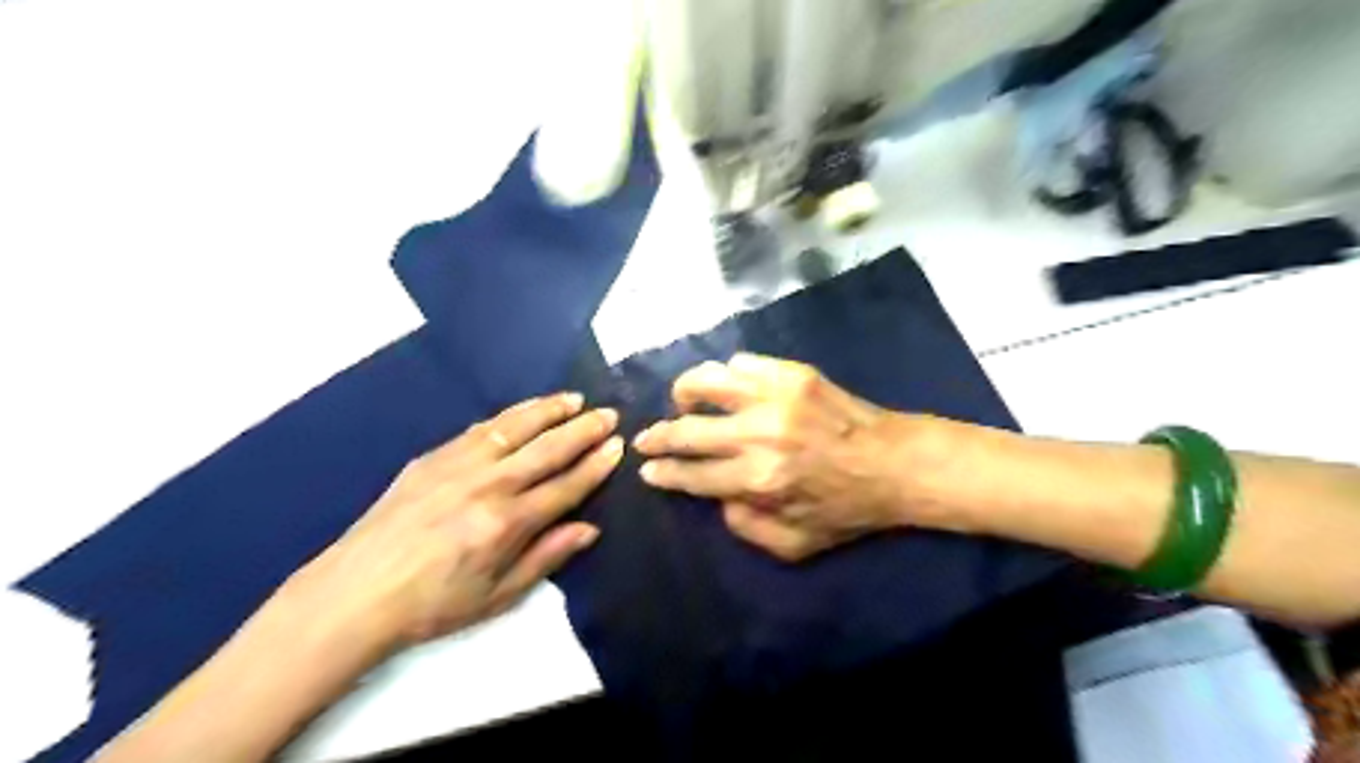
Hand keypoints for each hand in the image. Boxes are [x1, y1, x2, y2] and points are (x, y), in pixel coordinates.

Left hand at [296, 394, 622, 647]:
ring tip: (574, 398)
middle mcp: (489, 485)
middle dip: (583, 429)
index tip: (617, 446)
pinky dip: (511, 416)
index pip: (566, 485)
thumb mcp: (497, 596)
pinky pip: (481, 428)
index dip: (596, 465)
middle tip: (608, 413)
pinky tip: (526, 411)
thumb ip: (547, 558)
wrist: (354, 593)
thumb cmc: (432, 605)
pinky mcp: (433, 457)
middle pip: (548, 448)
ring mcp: (459, 465)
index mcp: (507, 523)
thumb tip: (589, 529)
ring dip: (549, 410)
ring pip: (515, 427)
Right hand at [636, 351, 910, 560]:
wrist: (895, 463)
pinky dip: (725, 375)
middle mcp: (760, 435)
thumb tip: (716, 498)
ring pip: (707, 381)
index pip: (694, 474)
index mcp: (760, 481)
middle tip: (647, 439)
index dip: (665, 473)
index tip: (648, 470)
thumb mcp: (796, 544)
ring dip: (684, 392)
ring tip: (681, 402)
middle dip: (658, 437)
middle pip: (688, 429)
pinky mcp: (793, 373)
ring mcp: (776, 396)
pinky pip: (742, 363)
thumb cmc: (846, 508)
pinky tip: (726, 388)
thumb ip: (746, 529)